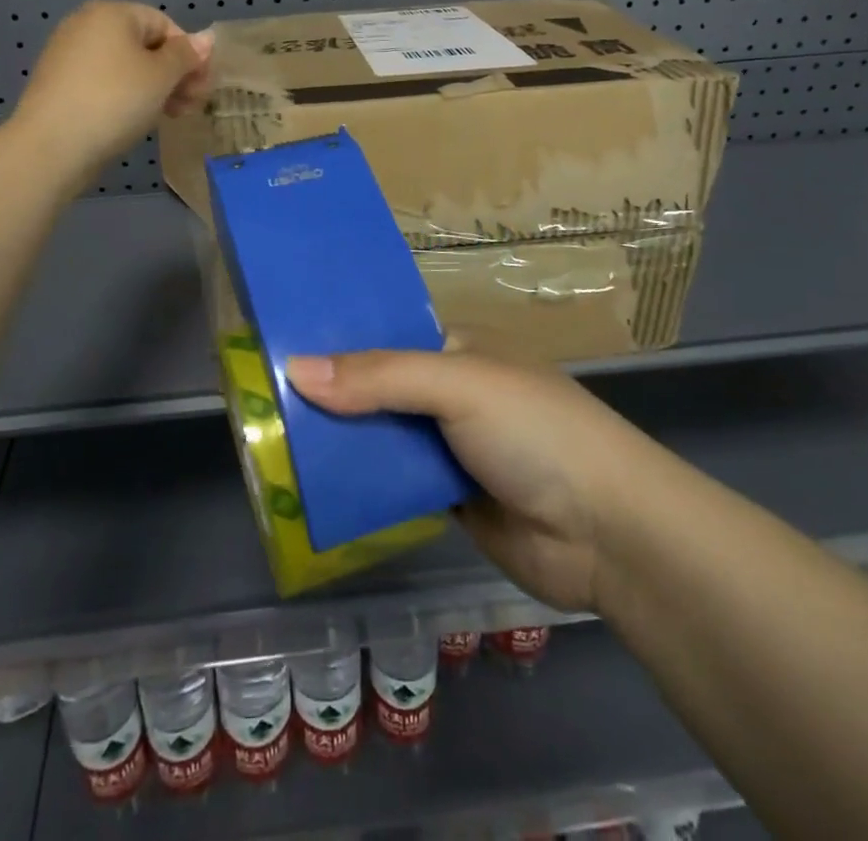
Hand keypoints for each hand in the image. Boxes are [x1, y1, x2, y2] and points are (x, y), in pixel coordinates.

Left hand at [11, 1, 212, 177]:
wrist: (52, 146)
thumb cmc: (115, 101)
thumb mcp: (161, 76)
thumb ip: (186, 55)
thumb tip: (206, 38)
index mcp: (112, 13)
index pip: (164, 24)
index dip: (189, 54)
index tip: (201, 87)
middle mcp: (86, 25)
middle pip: (145, 45)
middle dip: (174, 74)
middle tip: (190, 106)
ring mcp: (69, 54)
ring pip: (126, 66)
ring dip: (154, 88)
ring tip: (169, 116)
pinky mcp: (60, 84)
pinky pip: (105, 82)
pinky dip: (126, 96)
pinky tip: (136, 120)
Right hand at [286, 350, 642, 614]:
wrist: (609, 534)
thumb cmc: (535, 431)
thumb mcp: (458, 385)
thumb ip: (378, 377)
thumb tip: (295, 369)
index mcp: (456, 348)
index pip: (384, 334)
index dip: (336, 338)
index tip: (277, 342)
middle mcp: (450, 392)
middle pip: (375, 388)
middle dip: (328, 395)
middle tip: (259, 398)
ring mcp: (449, 446)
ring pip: (380, 437)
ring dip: (339, 442)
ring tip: (269, 440)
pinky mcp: (447, 497)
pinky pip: (392, 484)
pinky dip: (359, 484)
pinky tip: (312, 487)